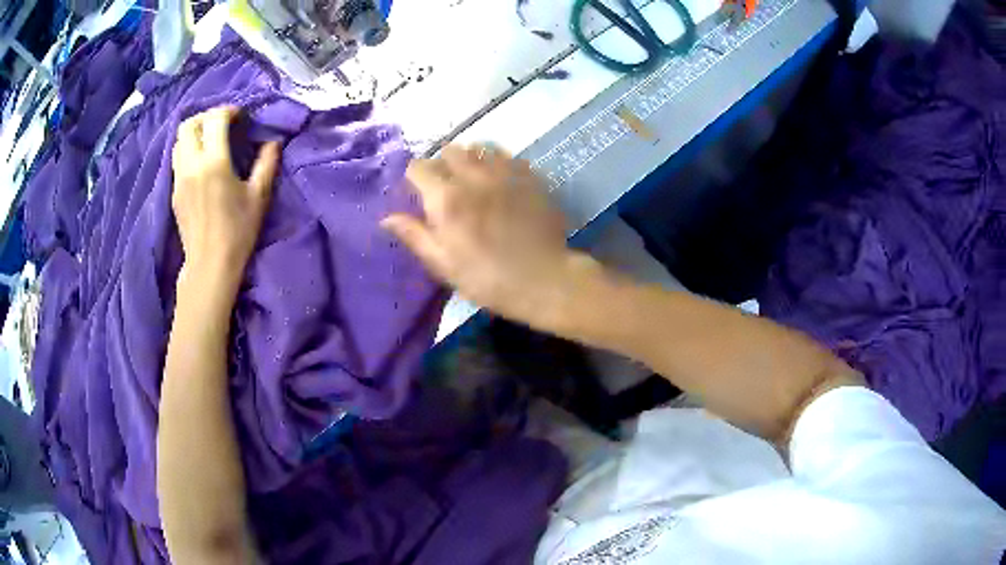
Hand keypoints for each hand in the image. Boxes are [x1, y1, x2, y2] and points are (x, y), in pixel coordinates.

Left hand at [171, 106, 280, 293]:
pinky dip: (188, 150)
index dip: (228, 111)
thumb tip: (272, 142)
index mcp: (214, 162)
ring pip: (179, 141)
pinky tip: (200, 162)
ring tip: (209, 140)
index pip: (215, 119)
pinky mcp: (174, 192)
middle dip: (206, 117)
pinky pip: (176, 159)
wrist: (210, 265)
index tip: (240, 117)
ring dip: (194, 133)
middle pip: (189, 124)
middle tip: (221, 124)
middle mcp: (191, 165)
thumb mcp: (259, 196)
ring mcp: (179, 178)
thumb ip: (266, 164)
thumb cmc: (238, 231)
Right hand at [382, 144, 577, 324]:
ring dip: (471, 159)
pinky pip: (507, 156)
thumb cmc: (487, 278)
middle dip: (442, 165)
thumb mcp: (443, 264)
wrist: (543, 279)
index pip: (418, 167)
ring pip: (479, 147)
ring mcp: (504, 172)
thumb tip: (386, 217)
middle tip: (448, 187)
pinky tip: (500, 181)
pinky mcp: (529, 175)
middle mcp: (472, 176)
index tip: (419, 194)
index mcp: (446, 198)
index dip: (415, 178)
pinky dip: (498, 162)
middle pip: (449, 150)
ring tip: (474, 180)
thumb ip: (414, 235)